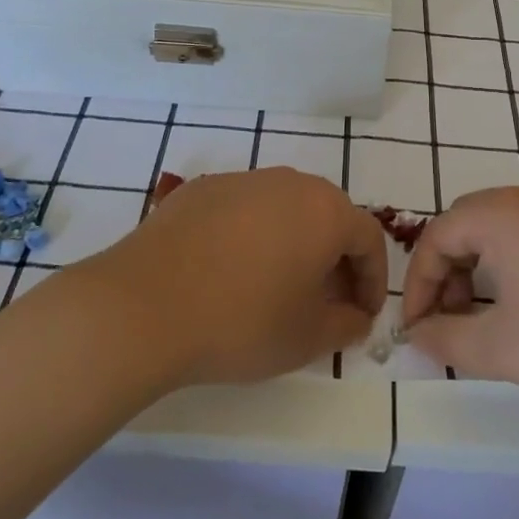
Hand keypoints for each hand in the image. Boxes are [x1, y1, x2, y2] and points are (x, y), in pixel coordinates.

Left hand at [79, 167, 387, 386]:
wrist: (145, 305)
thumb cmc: (241, 322)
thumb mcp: (306, 338)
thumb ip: (345, 324)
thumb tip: (354, 315)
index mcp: (325, 211)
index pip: (368, 238)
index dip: (373, 279)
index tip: (363, 314)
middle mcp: (289, 182)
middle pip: (328, 216)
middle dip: (335, 258)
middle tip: (326, 300)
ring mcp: (242, 180)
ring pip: (284, 209)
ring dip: (293, 243)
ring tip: (277, 285)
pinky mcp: (201, 189)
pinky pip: (243, 209)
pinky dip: (251, 235)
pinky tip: (229, 271)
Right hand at [400, 182, 518, 402]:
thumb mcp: (503, 350)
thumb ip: (447, 340)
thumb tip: (418, 335)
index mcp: (501, 214)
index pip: (437, 237)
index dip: (420, 284)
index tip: (419, 329)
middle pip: (468, 225)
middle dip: (450, 273)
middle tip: (452, 321)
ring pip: (505, 228)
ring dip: (484, 268)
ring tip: (492, 318)